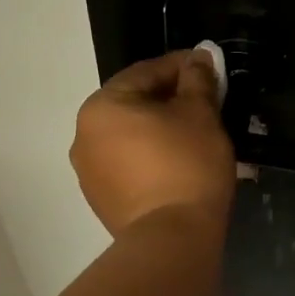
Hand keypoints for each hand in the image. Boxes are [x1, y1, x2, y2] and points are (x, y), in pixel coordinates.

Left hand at [72, 51, 234, 236]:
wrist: (172, 238)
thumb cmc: (187, 165)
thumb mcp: (200, 114)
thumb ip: (197, 79)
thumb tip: (199, 57)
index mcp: (102, 106)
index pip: (147, 71)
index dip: (183, 66)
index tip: (210, 68)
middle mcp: (84, 135)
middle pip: (135, 103)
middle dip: (171, 99)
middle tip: (206, 102)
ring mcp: (88, 171)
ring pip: (131, 136)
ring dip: (160, 129)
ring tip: (195, 135)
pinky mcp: (101, 200)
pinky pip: (129, 165)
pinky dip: (152, 157)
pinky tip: (179, 164)